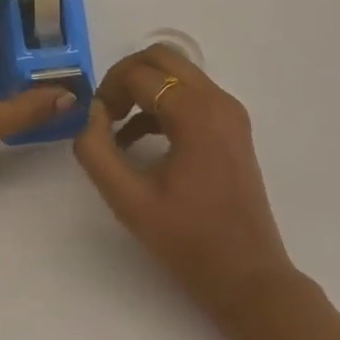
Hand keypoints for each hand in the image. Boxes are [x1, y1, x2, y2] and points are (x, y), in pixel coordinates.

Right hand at [74, 43, 295, 315]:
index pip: (140, 74)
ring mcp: (229, 111)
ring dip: (144, 88)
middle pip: (162, 57)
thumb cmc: (189, 242)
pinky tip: (141, 140)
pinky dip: (163, 103)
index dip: (109, 90)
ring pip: (177, 72)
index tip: (94, 121)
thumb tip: (90, 115)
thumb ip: (97, 152)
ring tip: (118, 127)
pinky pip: (191, 94)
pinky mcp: (233, 127)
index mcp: (195, 112)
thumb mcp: (129, 201)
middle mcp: (217, 100)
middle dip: (127, 77)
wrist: (249, 281)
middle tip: (106, 112)